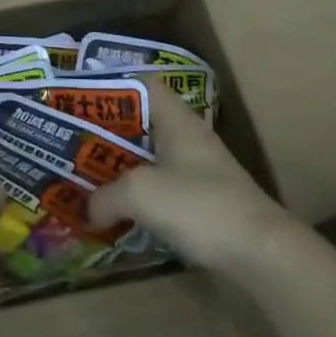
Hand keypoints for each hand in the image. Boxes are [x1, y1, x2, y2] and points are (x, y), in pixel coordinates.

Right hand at [88, 83, 290, 275]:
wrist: (262, 253)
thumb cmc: (199, 205)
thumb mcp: (141, 194)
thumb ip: (106, 196)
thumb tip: (87, 208)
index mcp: (175, 119)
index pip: (142, 83)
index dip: (112, 84)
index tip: (81, 97)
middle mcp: (187, 136)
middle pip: (141, 121)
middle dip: (108, 129)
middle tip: (73, 138)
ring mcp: (197, 168)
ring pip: (150, 155)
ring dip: (121, 164)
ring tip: (86, 172)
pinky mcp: (203, 200)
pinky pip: (161, 184)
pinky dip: (138, 191)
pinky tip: (118, 207)